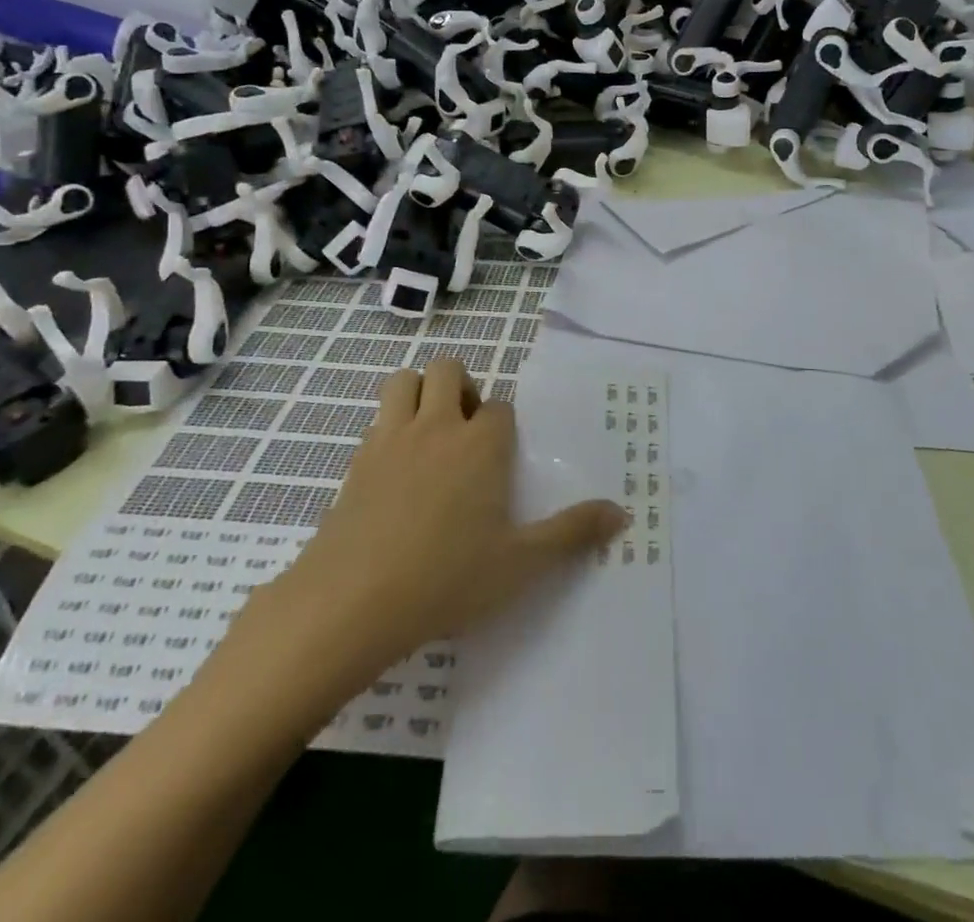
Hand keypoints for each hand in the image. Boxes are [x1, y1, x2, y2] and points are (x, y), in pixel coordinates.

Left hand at [200, 358, 626, 745]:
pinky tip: (395, 473)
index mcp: (481, 444)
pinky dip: (390, 426)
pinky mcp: (355, 461)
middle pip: (448, 370)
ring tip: (430, 436)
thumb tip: (623, 513)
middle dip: (460, 389)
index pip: (499, 408)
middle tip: (466, 434)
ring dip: (419, 393)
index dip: (503, 426)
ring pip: (403, 380)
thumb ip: (572, 533)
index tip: (502, 459)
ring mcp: (390, 439)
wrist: (350, 603)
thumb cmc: (445, 579)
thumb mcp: (520, 563)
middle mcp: (437, 426)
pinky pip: (376, 420)